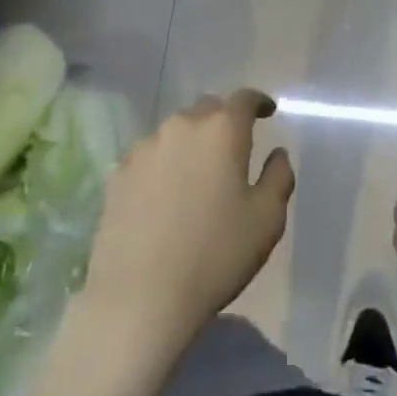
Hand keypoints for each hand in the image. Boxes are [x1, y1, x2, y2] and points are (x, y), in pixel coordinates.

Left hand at [79, 90, 294, 359]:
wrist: (140, 296)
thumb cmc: (215, 255)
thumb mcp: (267, 220)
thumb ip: (278, 177)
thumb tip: (277, 154)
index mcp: (222, 130)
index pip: (244, 99)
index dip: (258, 101)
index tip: (267, 111)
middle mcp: (182, 126)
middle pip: (208, 109)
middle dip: (223, 121)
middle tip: (233, 148)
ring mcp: (145, 147)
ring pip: (175, 131)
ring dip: (191, 143)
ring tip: (196, 175)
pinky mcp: (118, 173)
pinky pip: (149, 156)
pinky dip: (163, 165)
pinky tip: (164, 195)